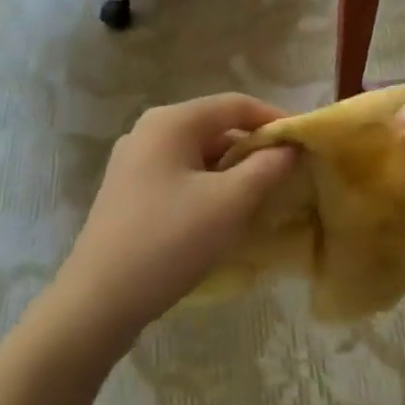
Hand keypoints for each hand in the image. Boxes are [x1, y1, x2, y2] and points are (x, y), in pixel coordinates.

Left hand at [49, 93, 297, 347]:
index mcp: (171, 122)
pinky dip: (207, 186)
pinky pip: (179, 175)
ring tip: (261, 198)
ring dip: (232, 170)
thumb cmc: (169, 241)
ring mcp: (133, 162)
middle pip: (214, 127)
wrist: (99, 299)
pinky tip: (222, 215)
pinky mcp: (128, 191)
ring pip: (197, 154)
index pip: (235, 104)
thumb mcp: (229, 203)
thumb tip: (290, 146)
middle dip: (253, 148)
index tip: (306, 144)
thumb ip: (266, 168)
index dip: (275, 119)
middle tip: (288, 176)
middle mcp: (148, 131)